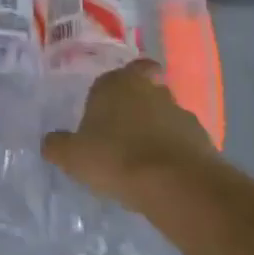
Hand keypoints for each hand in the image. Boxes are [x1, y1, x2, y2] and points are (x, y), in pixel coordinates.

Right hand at [42, 60, 219, 218]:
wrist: (176, 184)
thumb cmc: (116, 158)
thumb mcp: (72, 156)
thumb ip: (57, 145)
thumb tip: (51, 142)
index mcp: (116, 84)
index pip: (124, 69)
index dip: (118, 84)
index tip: (110, 103)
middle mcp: (150, 90)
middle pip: (147, 87)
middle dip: (138, 103)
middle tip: (123, 128)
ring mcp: (180, 112)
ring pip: (166, 113)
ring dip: (156, 128)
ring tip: (142, 157)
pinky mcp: (202, 138)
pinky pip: (182, 139)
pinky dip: (173, 150)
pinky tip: (161, 173)